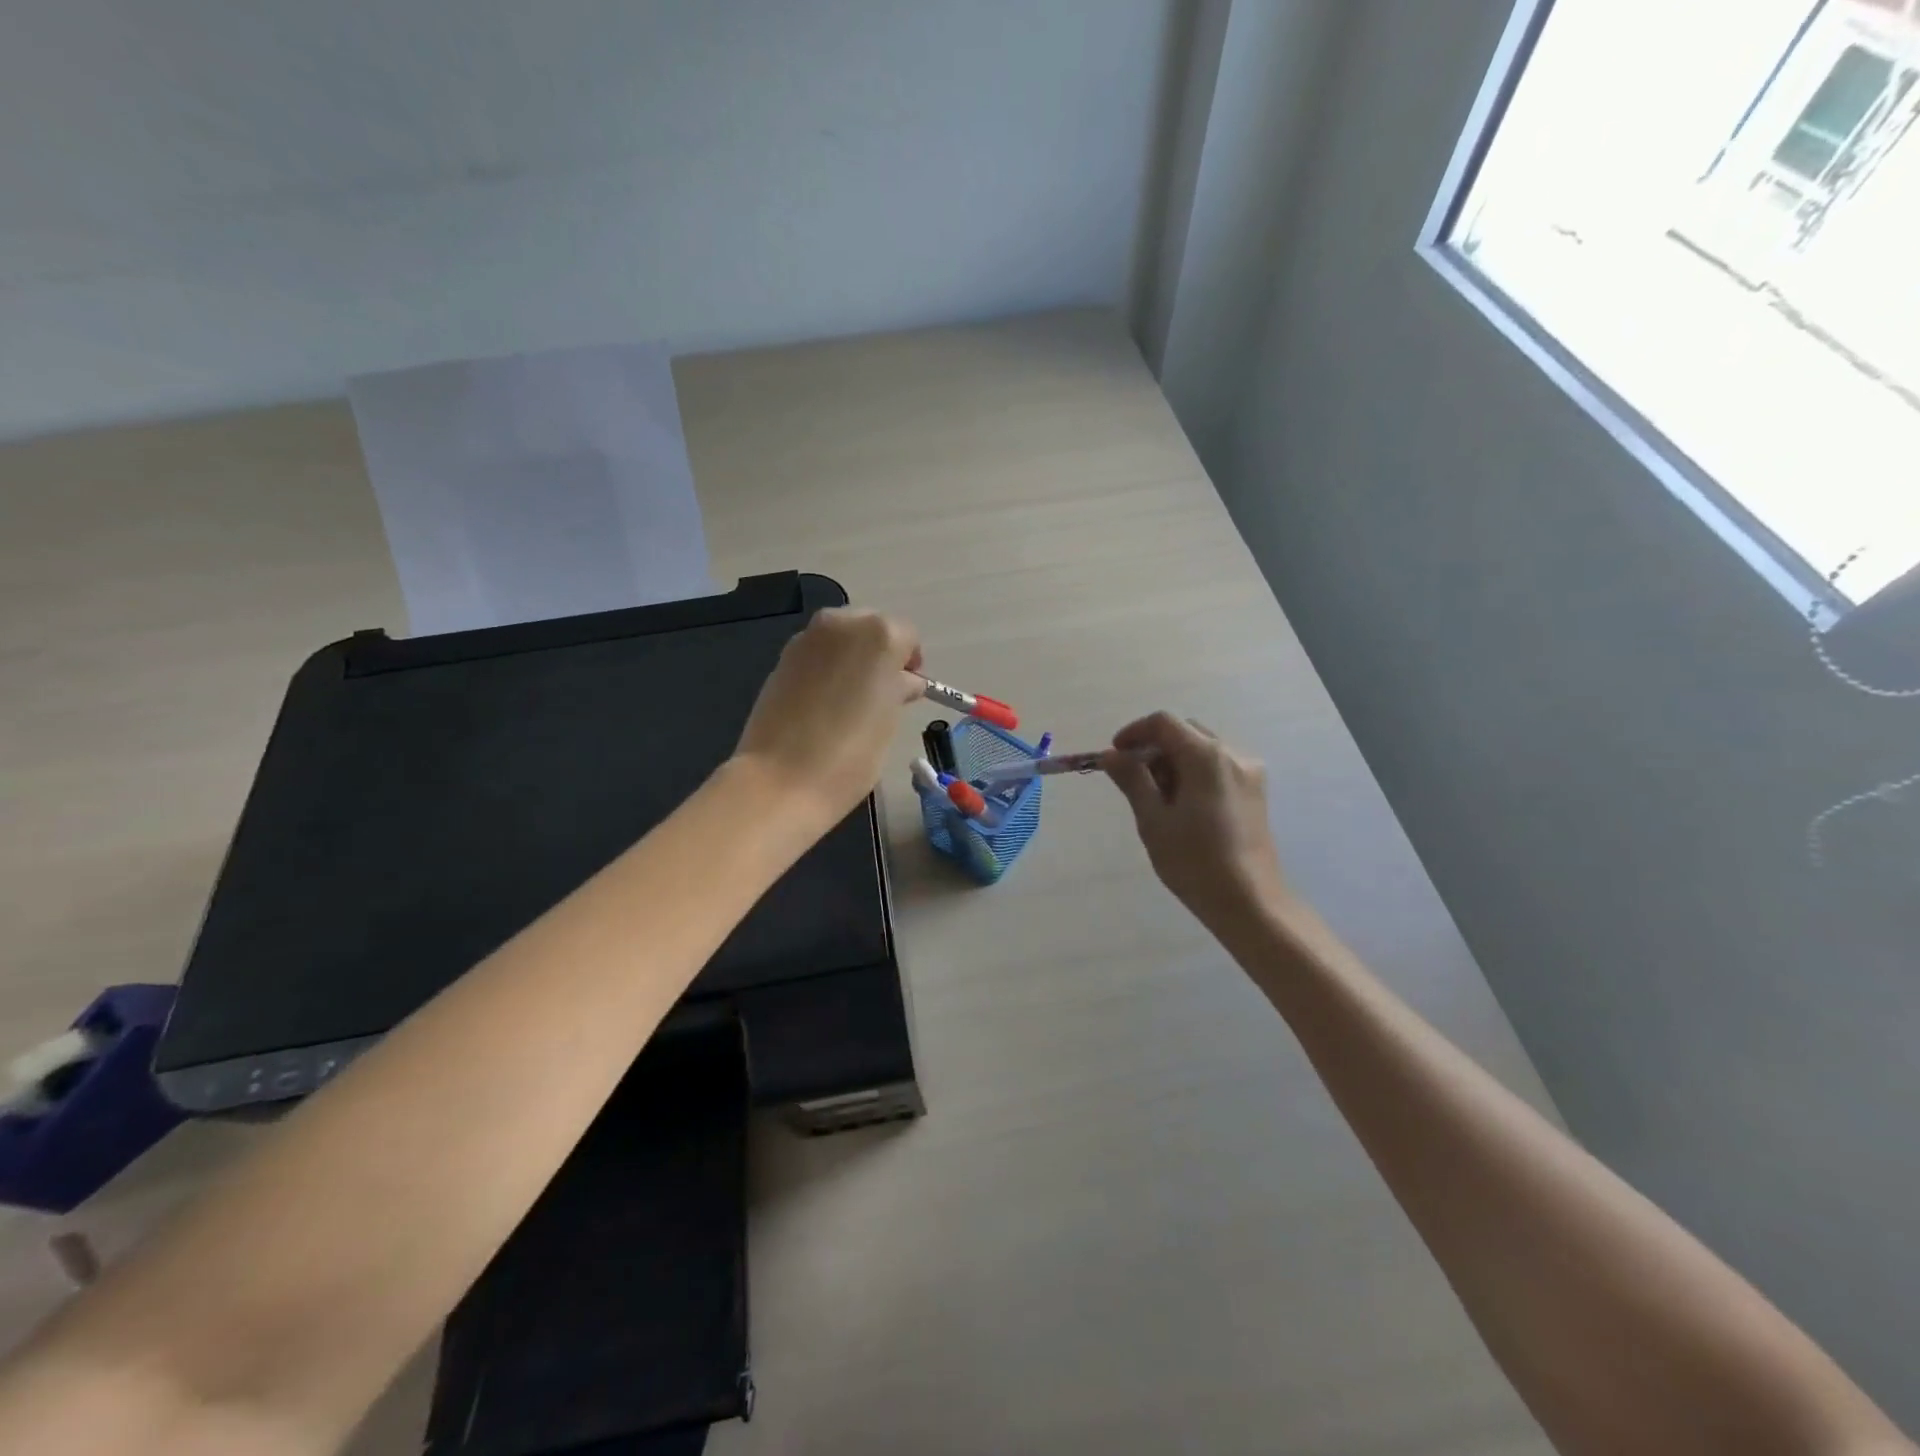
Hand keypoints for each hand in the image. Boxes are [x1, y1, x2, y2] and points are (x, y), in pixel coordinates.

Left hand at [734, 607, 924, 831]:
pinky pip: (817, 653)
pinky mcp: (782, 657)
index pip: (907, 635)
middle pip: (871, 627)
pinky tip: (823, 702)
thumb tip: (902, 682)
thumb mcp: (890, 720)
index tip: (907, 690)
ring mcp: (807, 638)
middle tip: (880, 692)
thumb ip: (898, 689)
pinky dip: (826, 668)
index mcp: (880, 634)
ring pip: (841, 637)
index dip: (910, 662)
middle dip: (879, 652)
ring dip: (851, 658)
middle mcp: (842, 624)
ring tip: (850, 700)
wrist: (782, 778)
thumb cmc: (852, 752)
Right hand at [1103, 713, 1291, 935]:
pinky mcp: (1255, 791)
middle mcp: (1233, 754)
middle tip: (1134, 780)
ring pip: (1202, 748)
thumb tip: (1111, 755)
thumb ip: (1132, 780)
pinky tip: (1183, 805)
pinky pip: (1218, 766)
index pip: (1164, 723)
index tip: (1114, 755)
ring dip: (1174, 761)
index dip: (1134, 732)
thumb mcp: (1153, 820)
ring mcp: (1249, 772)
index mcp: (1207, 757)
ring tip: (1158, 798)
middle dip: (1154, 748)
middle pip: (1185, 732)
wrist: (1249, 902)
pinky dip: (1194, 773)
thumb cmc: (1194, 862)